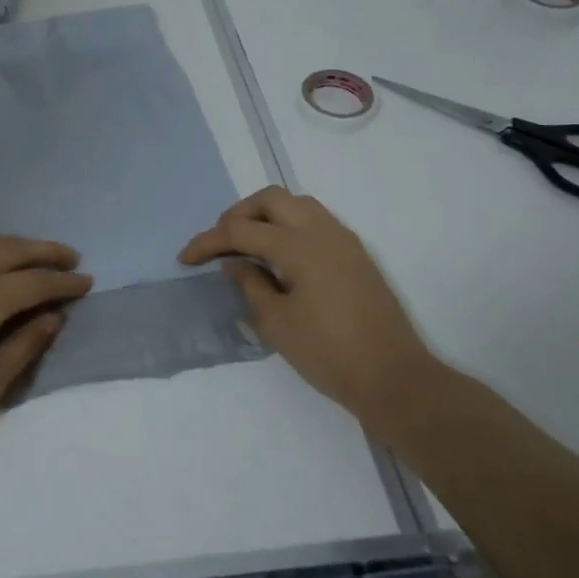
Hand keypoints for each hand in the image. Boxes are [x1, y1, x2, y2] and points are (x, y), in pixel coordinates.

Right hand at [180, 187, 437, 424]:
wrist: (393, 378)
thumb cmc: (328, 354)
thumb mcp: (276, 324)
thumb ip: (250, 285)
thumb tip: (234, 263)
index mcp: (299, 246)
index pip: (241, 230)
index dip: (208, 242)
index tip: (185, 258)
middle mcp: (322, 231)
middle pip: (271, 199)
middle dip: (238, 215)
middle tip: (220, 243)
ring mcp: (343, 240)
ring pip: (296, 204)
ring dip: (265, 215)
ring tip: (246, 244)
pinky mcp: (355, 254)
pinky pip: (314, 220)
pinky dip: (288, 225)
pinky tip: (277, 256)